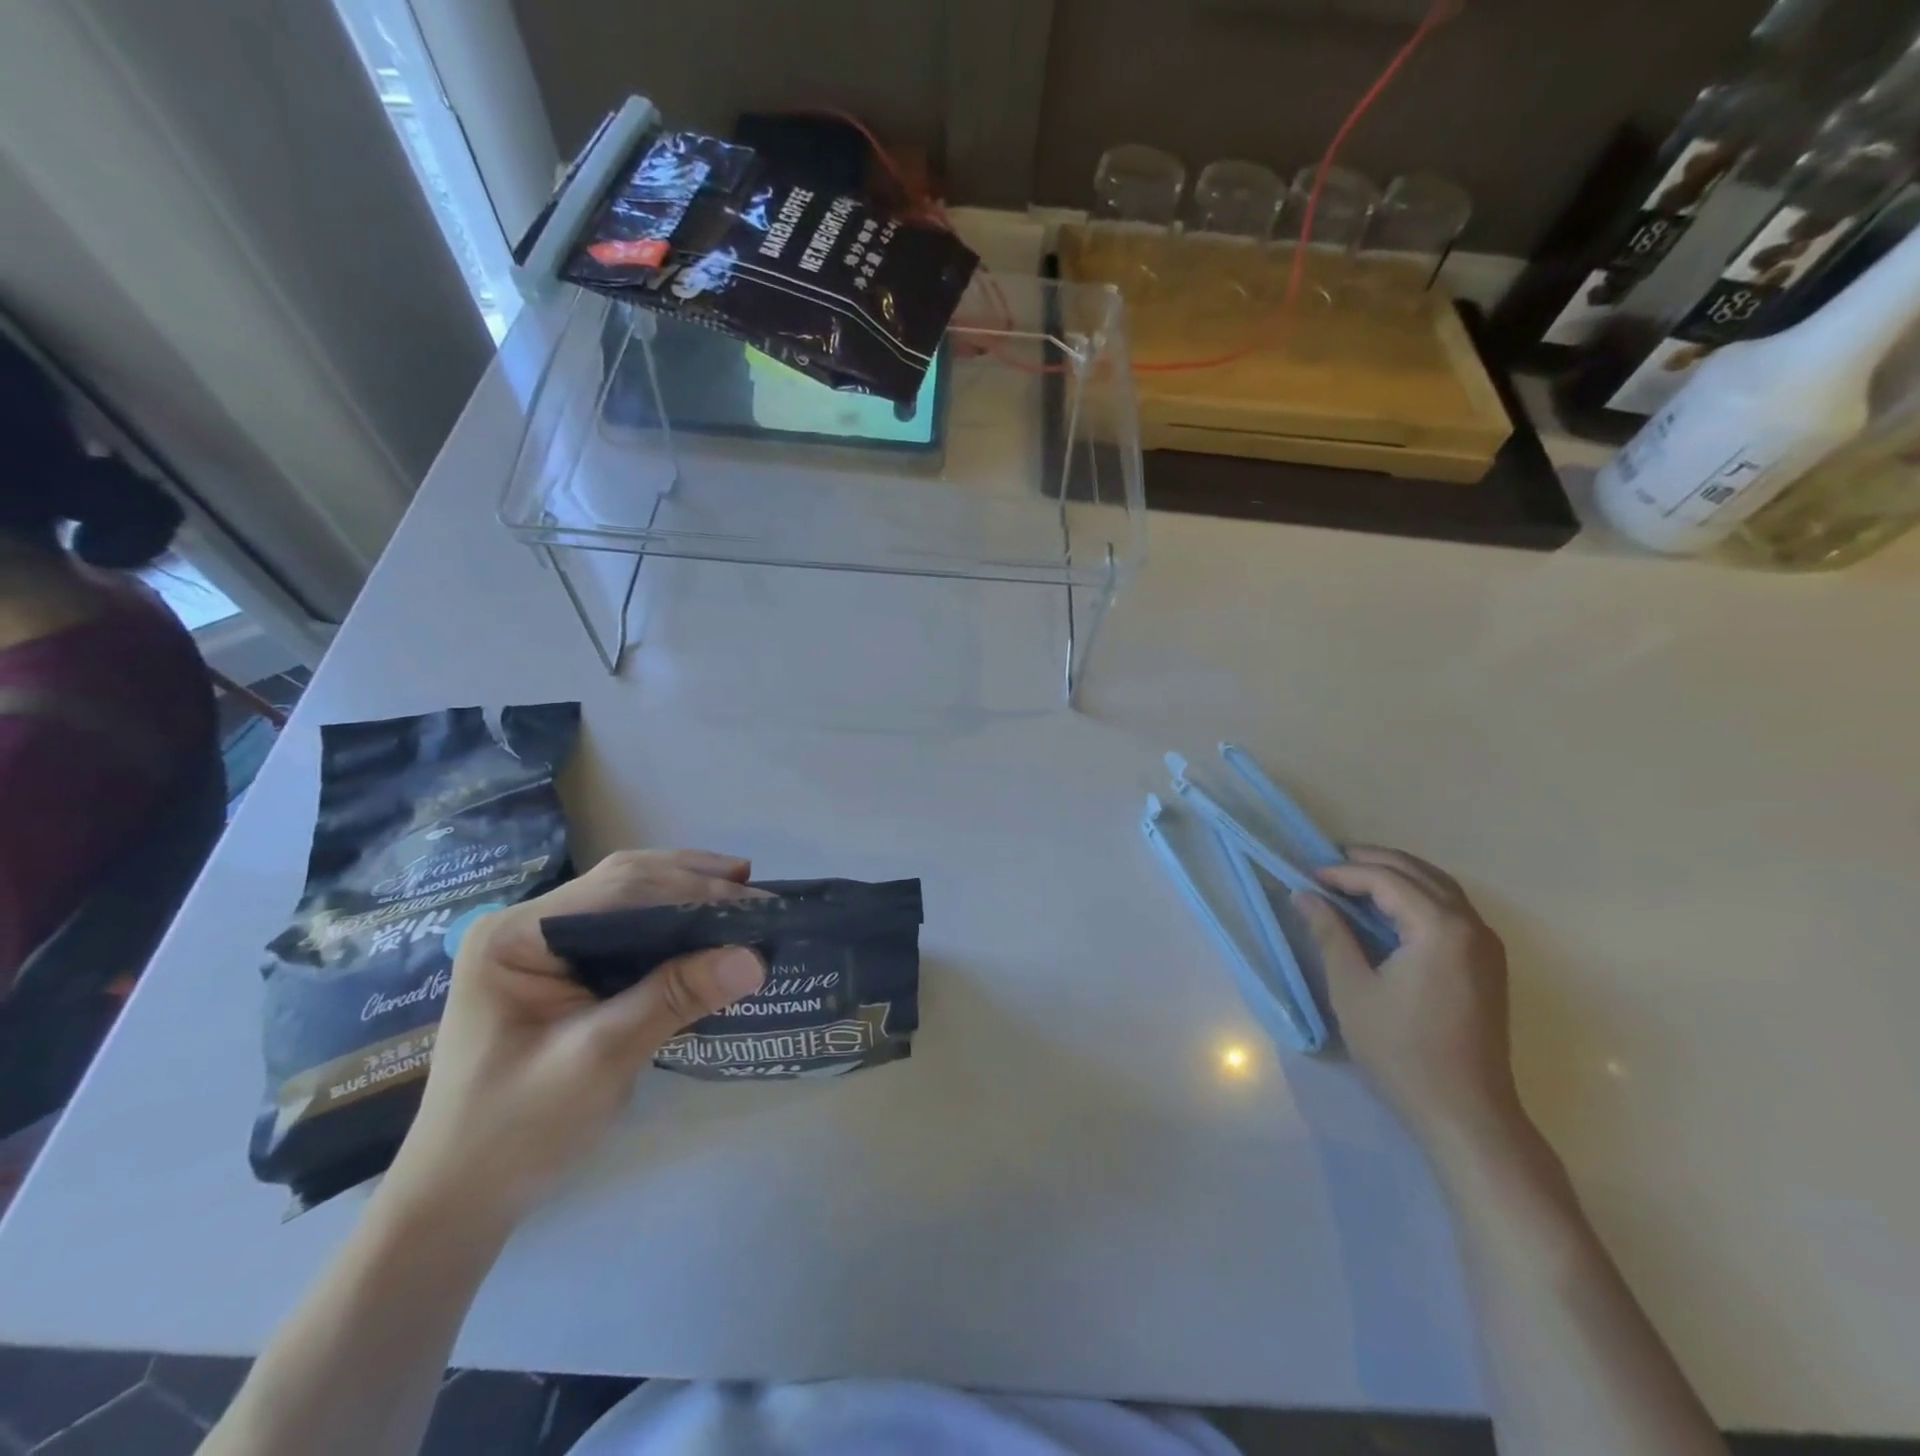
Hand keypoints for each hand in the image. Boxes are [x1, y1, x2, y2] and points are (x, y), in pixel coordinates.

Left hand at [380, 850, 767, 1230]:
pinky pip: (623, 932)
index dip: (690, 891)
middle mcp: (525, 926)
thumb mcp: (599, 1059)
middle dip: (691, 881)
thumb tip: (754, 958)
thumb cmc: (514, 1132)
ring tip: (741, 894)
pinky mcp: (558, 972)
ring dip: (684, 896)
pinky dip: (669, 927)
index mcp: (516, 935)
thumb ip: (673, 998)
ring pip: (626, 901)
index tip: (752, 906)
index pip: (618, 891)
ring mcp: (539, 947)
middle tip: (754, 891)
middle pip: (623, 882)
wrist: (456, 1204)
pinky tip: (703, 930)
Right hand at [1294, 847, 1521, 1151]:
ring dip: (1396, 874)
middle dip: (1371, 862)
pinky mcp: (1487, 963)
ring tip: (1352, 877)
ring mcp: (1486, 944)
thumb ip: (1329, 934)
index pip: (1386, 880)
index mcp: (1440, 928)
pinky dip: (1416, 895)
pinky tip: (1387, 907)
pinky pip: (1450, 908)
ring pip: (1439, 886)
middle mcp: (1471, 925)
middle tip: (1326, 864)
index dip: (1343, 873)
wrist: (1465, 1112)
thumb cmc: (1401, 1050)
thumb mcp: (1352, 989)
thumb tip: (1304, 895)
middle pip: (1418, 873)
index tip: (1306, 877)